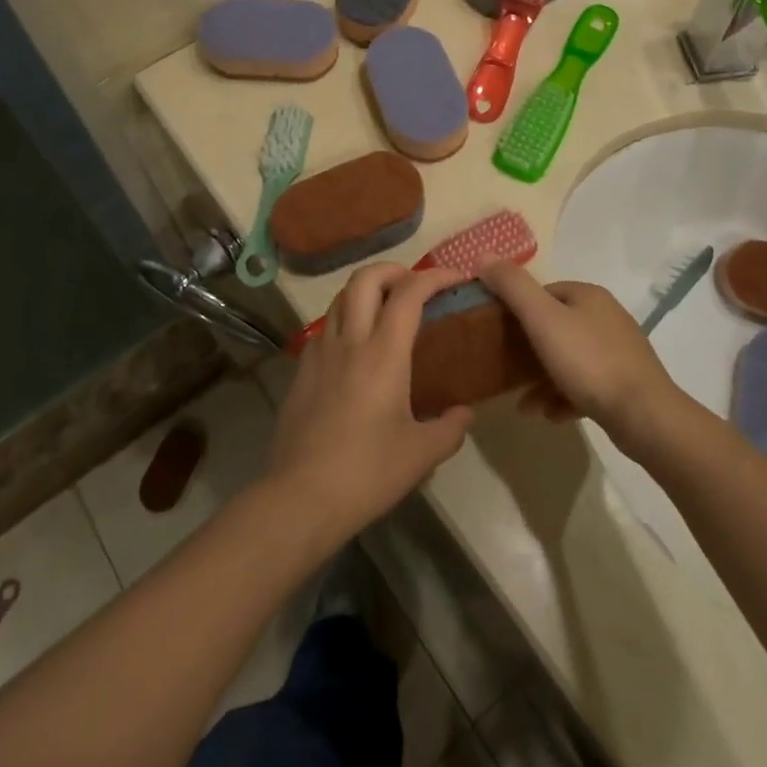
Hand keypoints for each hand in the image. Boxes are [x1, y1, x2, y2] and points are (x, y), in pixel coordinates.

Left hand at [265, 265, 473, 539]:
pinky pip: (324, 328)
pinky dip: (344, 320)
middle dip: (393, 269)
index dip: (435, 276)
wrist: (301, 496)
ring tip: (385, 309)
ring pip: (340, 298)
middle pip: (365, 279)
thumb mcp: (421, 455)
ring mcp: (319, 353)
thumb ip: (450, 428)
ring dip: (365, 291)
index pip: (409, 293)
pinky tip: (354, 348)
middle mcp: (349, 341)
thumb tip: (465, 413)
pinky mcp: (301, 371)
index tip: (456, 277)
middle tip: (414, 284)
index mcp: (383, 353)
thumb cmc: (367, 472)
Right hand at [481, 264, 682, 451]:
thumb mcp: (542, 319)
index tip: (497, 332)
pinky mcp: (625, 383)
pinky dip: (564, 397)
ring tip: (524, 405)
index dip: (518, 309)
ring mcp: (619, 352)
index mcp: (589, 295)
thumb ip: (513, 286)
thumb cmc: (588, 361)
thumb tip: (483, 254)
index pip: (544, 292)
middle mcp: (606, 317)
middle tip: (506, 369)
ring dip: (542, 380)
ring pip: (569, 359)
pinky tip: (550, 415)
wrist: (644, 415)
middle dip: (528, 350)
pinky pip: (585, 385)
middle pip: (555, 326)